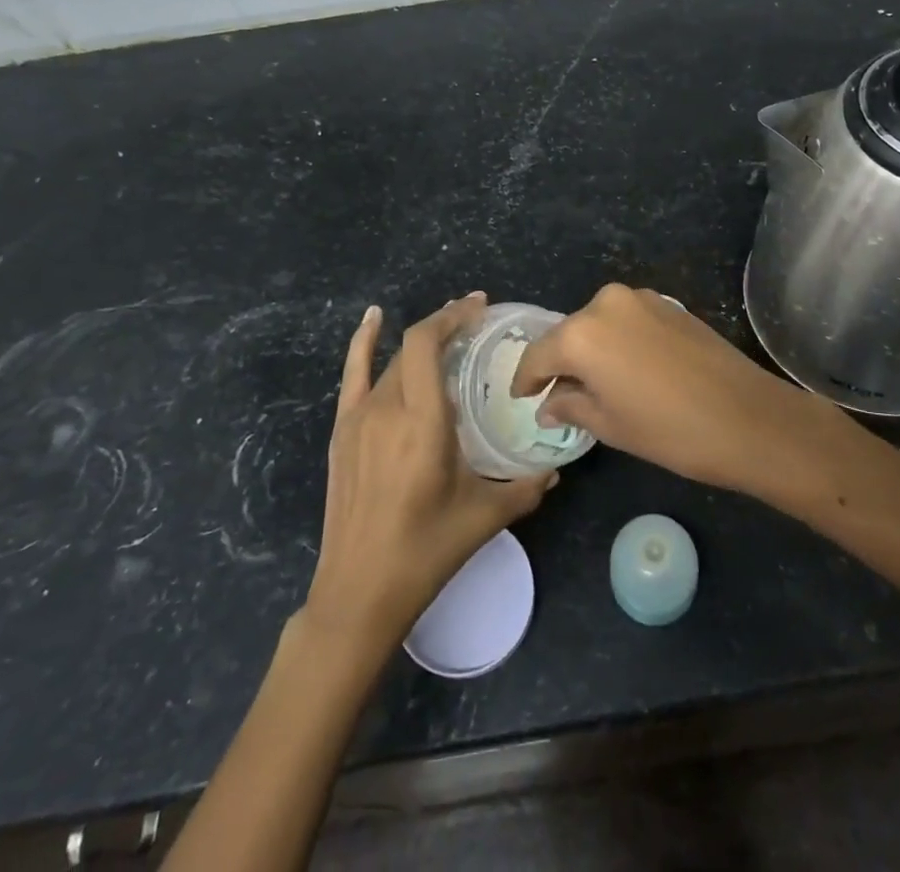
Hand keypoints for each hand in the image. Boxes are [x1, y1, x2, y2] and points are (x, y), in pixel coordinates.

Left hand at [304, 294, 551, 650]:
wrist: (359, 593)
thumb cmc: (426, 551)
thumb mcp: (484, 516)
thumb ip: (526, 486)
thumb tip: (557, 470)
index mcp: (422, 422)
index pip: (427, 345)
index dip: (452, 316)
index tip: (480, 305)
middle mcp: (387, 409)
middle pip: (411, 347)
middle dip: (445, 325)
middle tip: (476, 323)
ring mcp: (358, 419)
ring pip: (391, 361)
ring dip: (419, 342)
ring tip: (447, 331)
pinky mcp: (342, 432)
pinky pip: (352, 374)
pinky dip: (363, 342)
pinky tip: (373, 318)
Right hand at [509, 284, 852, 496]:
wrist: (747, 416)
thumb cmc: (669, 430)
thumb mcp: (611, 425)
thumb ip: (570, 405)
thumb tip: (548, 404)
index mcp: (582, 333)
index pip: (539, 354)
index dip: (527, 379)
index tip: (522, 397)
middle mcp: (605, 303)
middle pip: (569, 333)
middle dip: (561, 362)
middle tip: (559, 395)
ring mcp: (640, 298)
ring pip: (599, 324)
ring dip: (592, 349)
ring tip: (597, 384)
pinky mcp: (667, 303)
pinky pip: (627, 319)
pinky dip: (618, 340)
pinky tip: (629, 369)